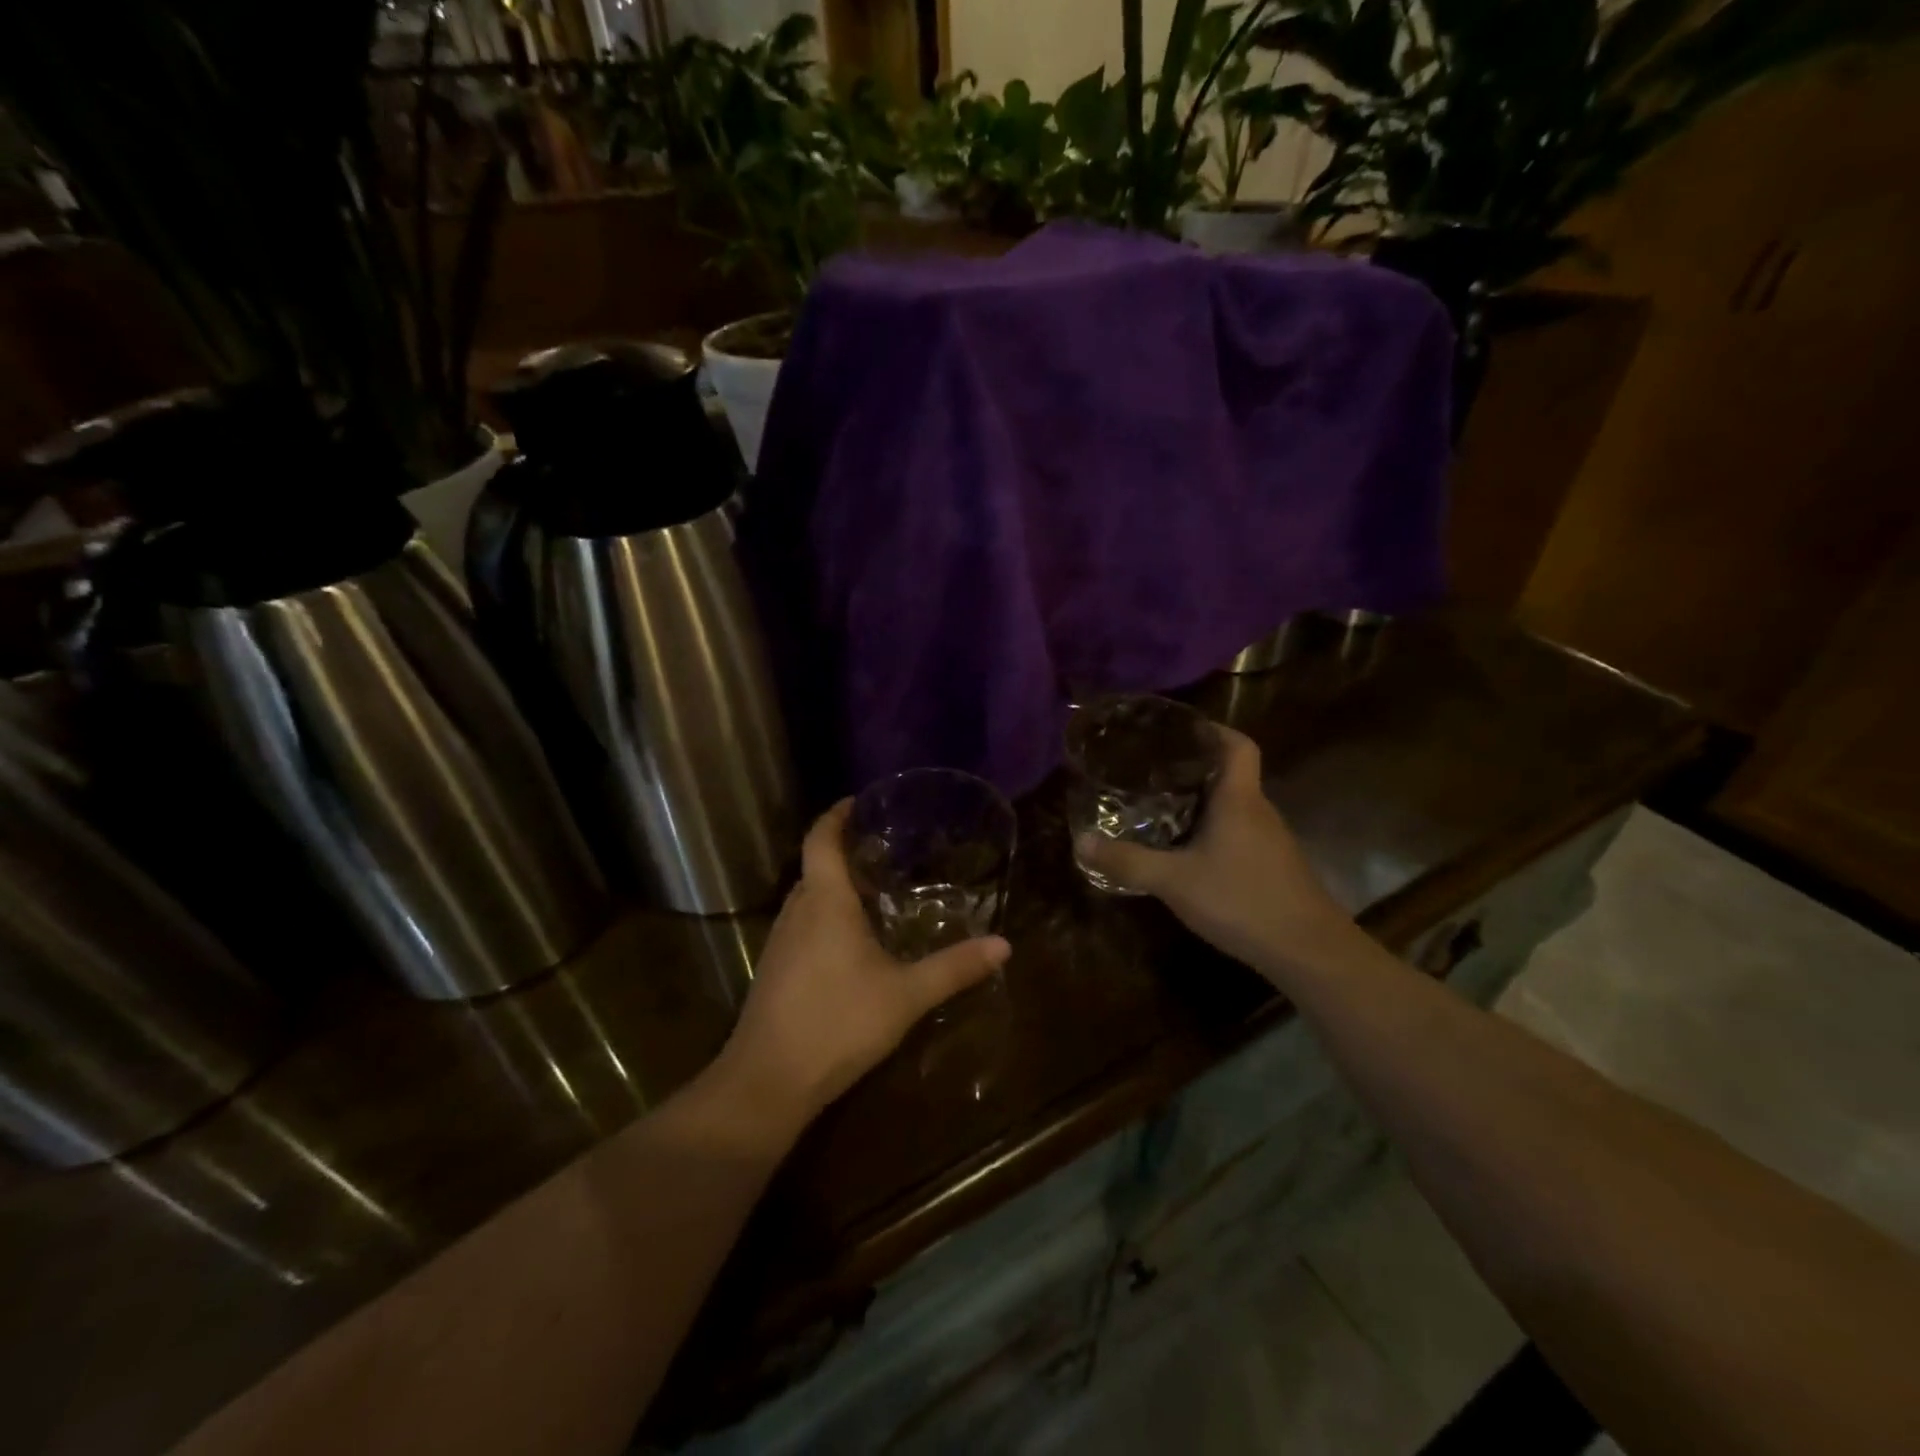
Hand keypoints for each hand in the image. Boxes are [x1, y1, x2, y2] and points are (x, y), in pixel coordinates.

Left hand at [715, 801, 1009, 1136]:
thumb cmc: (838, 1023)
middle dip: (846, 851)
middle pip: (816, 865)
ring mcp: (780, 941)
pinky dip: (826, 915)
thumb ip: (954, 968)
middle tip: (887, 848)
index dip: (837, 814)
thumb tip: (1004, 945)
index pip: (822, 838)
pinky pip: (802, 923)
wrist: (767, 1081)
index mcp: (825, 902)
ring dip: (836, 885)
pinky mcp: (775, 969)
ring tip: (876, 890)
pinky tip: (852, 942)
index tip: (860, 801)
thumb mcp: (906, 996)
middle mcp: (797, 911)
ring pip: (809, 897)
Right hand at [1075, 725, 1353, 978]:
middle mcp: (1259, 811)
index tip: (1182, 730)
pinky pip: (1239, 833)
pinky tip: (1189, 853)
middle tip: (1152, 770)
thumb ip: (1128, 861)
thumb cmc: (1242, 900)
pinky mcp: (1273, 867)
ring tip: (1162, 806)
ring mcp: (1271, 841)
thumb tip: (1080, 841)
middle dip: (1195, 768)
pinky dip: (1214, 831)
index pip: (1238, 745)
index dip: (1214, 730)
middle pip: (1231, 774)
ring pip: (1234, 807)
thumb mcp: (1174, 881)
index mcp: (1239, 799)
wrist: (1308, 951)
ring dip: (1203, 802)